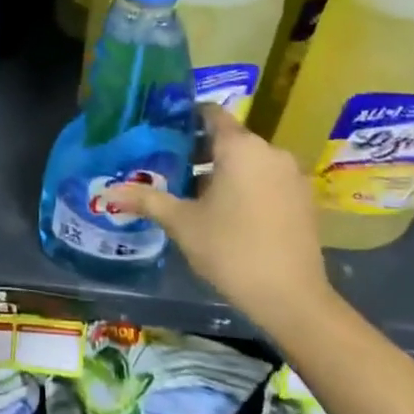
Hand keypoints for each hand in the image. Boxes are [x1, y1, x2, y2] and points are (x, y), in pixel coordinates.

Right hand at [107, 105, 329, 328]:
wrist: (293, 299)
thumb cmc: (231, 250)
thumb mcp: (182, 223)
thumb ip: (147, 200)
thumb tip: (109, 192)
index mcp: (240, 147)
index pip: (211, 113)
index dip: (187, 118)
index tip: (165, 131)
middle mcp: (270, 151)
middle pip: (230, 138)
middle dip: (201, 150)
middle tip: (172, 168)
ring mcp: (292, 175)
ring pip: (251, 160)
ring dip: (226, 170)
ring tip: (197, 195)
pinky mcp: (305, 199)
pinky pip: (269, 179)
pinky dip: (249, 186)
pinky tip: (231, 213)